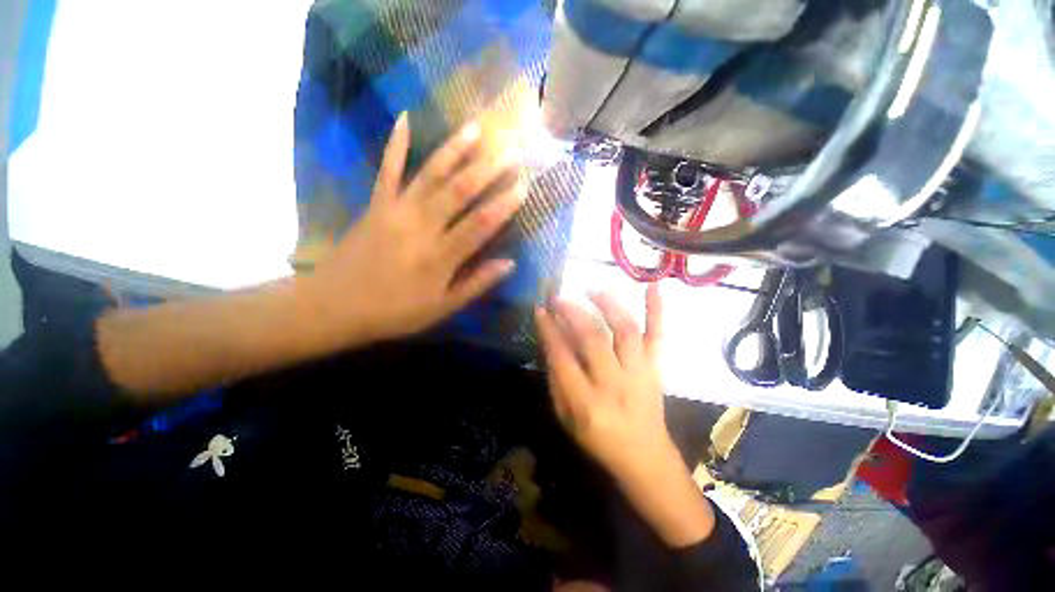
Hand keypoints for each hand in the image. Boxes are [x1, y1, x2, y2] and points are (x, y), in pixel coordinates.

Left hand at [304, 113, 523, 344]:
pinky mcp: (376, 203)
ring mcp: (396, 210)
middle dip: (487, 169)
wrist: (334, 305)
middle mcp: (421, 226)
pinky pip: (387, 169)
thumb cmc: (394, 312)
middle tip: (511, 151)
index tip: (523, 188)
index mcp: (440, 256)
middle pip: (459, 191)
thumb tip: (509, 263)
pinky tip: (405, 118)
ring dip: (454, 149)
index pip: (480, 224)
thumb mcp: (441, 308)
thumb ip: (476, 284)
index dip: (503, 205)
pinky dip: (396, 144)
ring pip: (431, 174)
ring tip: (476, 127)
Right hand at [535, 284, 675, 478]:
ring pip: (625, 331)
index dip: (549, 330)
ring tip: (593, 290)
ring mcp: (639, 373)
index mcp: (586, 402)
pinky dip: (657, 310)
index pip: (562, 357)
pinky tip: (654, 286)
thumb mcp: (565, 418)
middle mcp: (614, 384)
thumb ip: (556, 380)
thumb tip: (551, 342)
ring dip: (608, 305)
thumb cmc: (598, 441)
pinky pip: (657, 336)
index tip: (540, 309)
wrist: (645, 457)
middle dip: (573, 313)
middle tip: (560, 297)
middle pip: (593, 339)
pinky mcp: (656, 368)